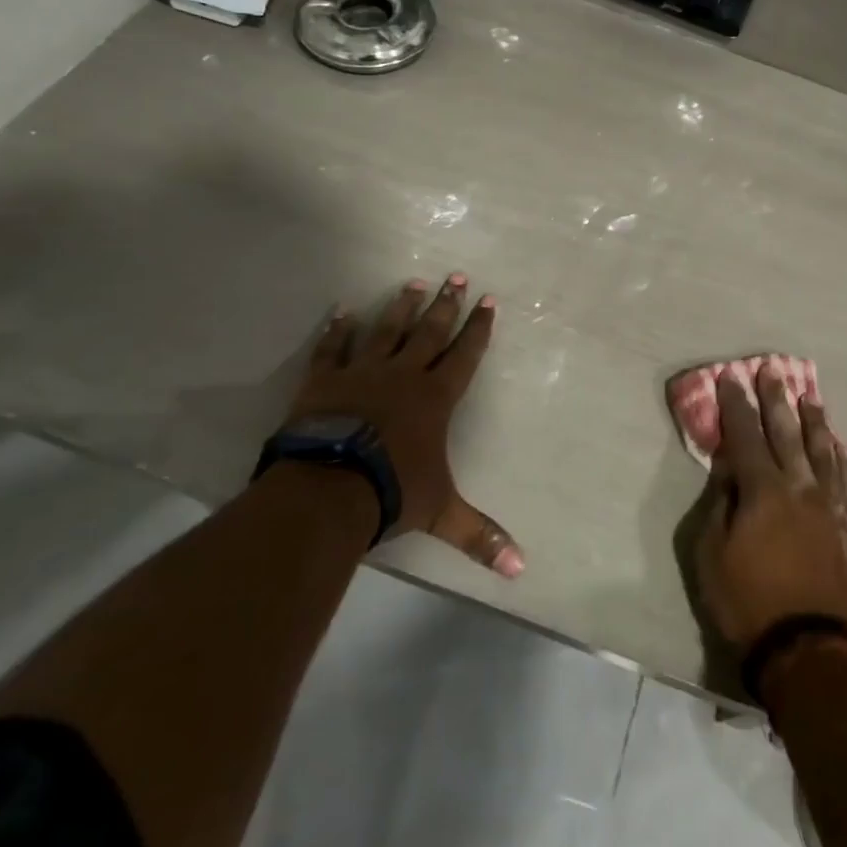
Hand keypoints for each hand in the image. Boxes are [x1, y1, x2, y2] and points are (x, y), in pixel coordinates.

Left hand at [292, 275, 523, 578]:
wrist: (328, 488)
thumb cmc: (392, 492)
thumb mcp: (441, 513)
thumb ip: (479, 535)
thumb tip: (521, 570)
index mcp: (435, 398)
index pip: (464, 355)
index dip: (478, 329)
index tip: (487, 301)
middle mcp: (404, 375)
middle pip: (430, 332)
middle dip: (446, 304)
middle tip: (456, 276)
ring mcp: (362, 372)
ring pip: (387, 330)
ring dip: (401, 307)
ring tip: (413, 282)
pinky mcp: (324, 379)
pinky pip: (333, 347)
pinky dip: (338, 329)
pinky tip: (342, 311)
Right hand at [695, 364, 846, 652]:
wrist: (808, 650)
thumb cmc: (747, 602)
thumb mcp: (711, 553)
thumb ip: (721, 503)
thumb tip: (730, 468)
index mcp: (763, 490)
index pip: (745, 435)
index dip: (735, 405)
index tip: (730, 378)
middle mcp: (800, 487)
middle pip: (787, 432)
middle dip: (776, 400)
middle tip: (773, 371)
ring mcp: (831, 506)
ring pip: (823, 451)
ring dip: (814, 421)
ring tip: (810, 398)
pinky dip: (841, 459)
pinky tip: (838, 446)